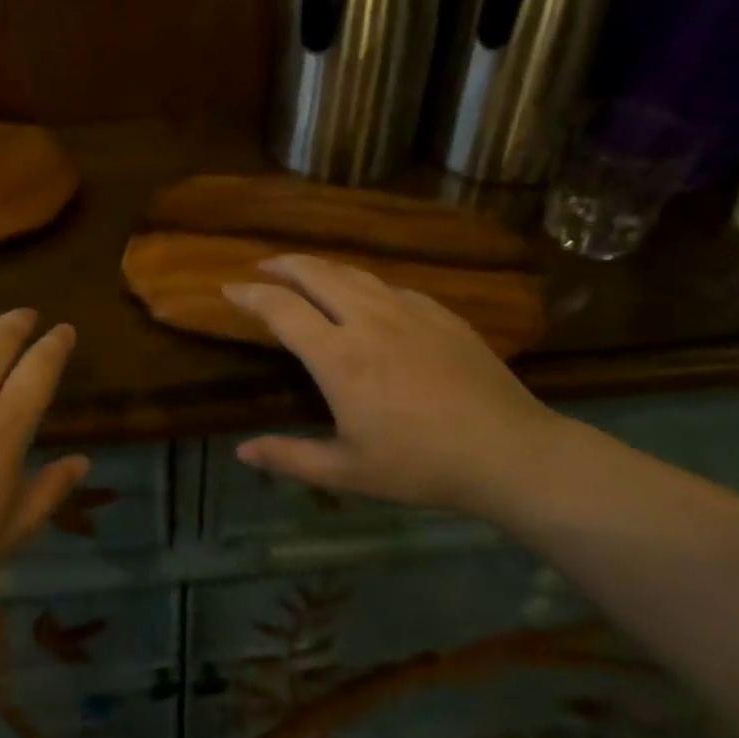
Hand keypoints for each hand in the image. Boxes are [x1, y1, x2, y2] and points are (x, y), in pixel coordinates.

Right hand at [227, 256, 562, 516]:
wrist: (510, 452)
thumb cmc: (421, 465)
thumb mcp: (348, 472)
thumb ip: (291, 458)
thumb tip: (242, 452)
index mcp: (338, 357)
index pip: (280, 309)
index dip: (250, 295)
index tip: (228, 289)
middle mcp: (367, 320)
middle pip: (314, 273)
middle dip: (282, 264)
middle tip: (262, 267)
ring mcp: (407, 310)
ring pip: (352, 273)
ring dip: (320, 267)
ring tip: (304, 270)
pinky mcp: (439, 313)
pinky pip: (390, 286)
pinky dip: (363, 283)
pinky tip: (365, 296)